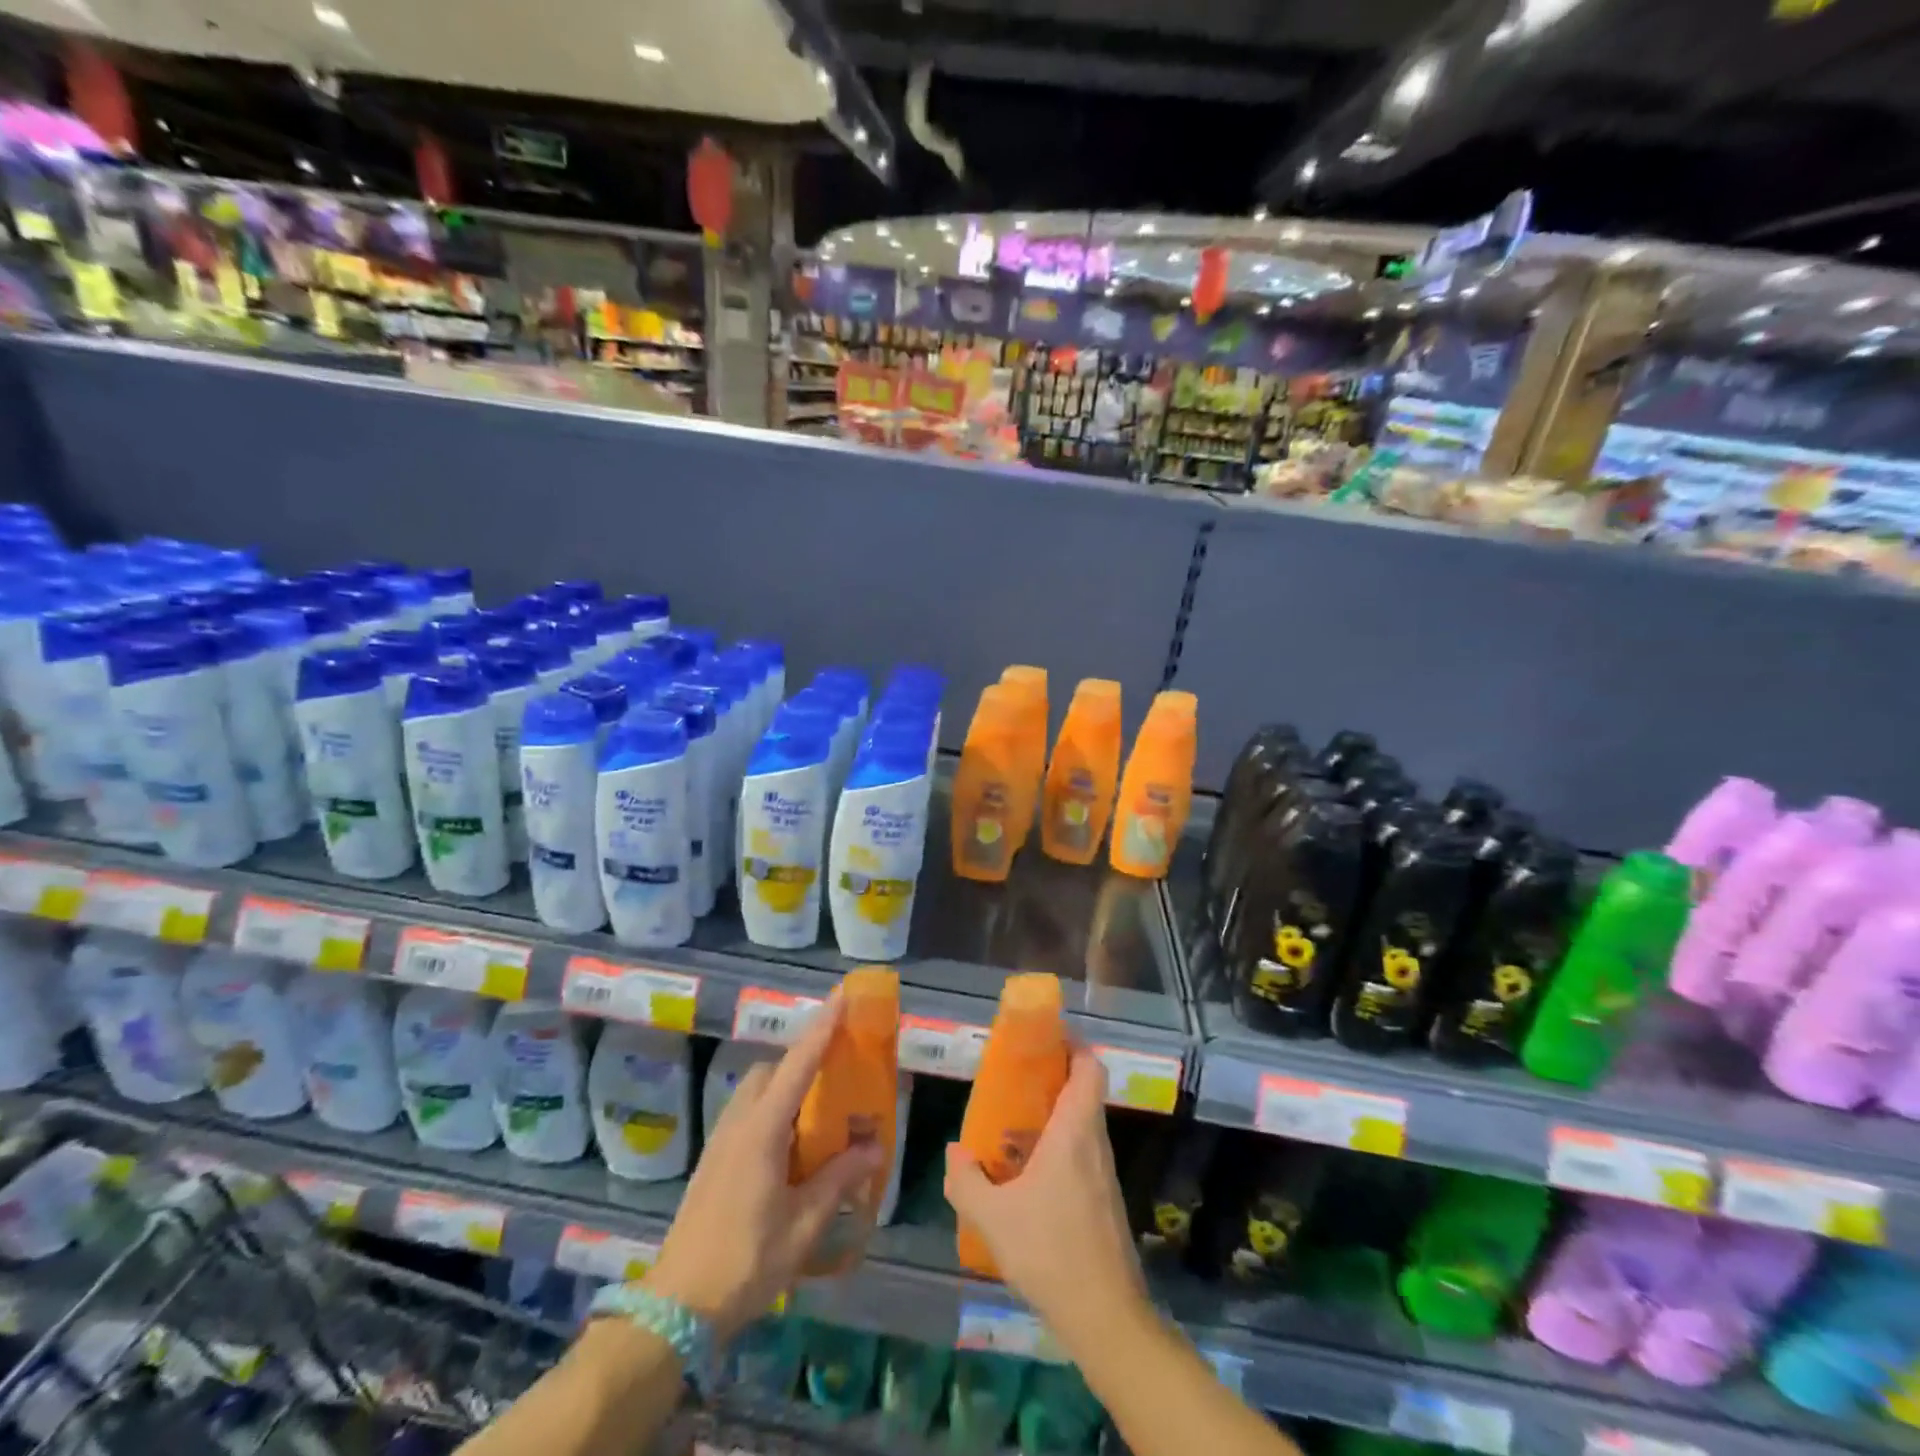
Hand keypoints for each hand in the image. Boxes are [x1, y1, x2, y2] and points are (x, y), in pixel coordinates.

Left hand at [644, 991, 882, 1341]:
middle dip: (805, 1056)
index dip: (822, 1027)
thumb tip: (874, 1144)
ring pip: (758, 1090)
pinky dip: (775, 1106)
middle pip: (773, 1070)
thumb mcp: (804, 1224)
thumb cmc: (746, 1262)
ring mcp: (722, 1139)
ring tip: (821, 1104)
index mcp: (762, 1130)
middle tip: (840, 1065)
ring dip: (788, 1082)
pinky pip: (750, 1112)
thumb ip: (840, 1178)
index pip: (798, 1064)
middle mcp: (740, 1122)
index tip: (843, 995)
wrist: (676, 1307)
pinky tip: (793, 1141)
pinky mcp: (715, 1158)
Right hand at [943, 1047, 1148, 1343]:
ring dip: (1055, 1116)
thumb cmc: (1050, 1251)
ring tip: (1014, 1126)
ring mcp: (1104, 1172)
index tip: (1045, 1038)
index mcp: (1074, 1131)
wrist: (1105, 1315)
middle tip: (1016, 1081)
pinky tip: (1030, 1175)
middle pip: (1084, 1091)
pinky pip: (1084, 1154)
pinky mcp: (1106, 1199)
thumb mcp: (992, 1217)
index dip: (1074, 1045)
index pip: (1090, 1067)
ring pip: (1084, 1124)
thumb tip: (954, 1151)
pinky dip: (1060, 1147)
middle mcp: (1095, 1142)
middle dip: (1053, 1078)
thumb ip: (966, 1181)